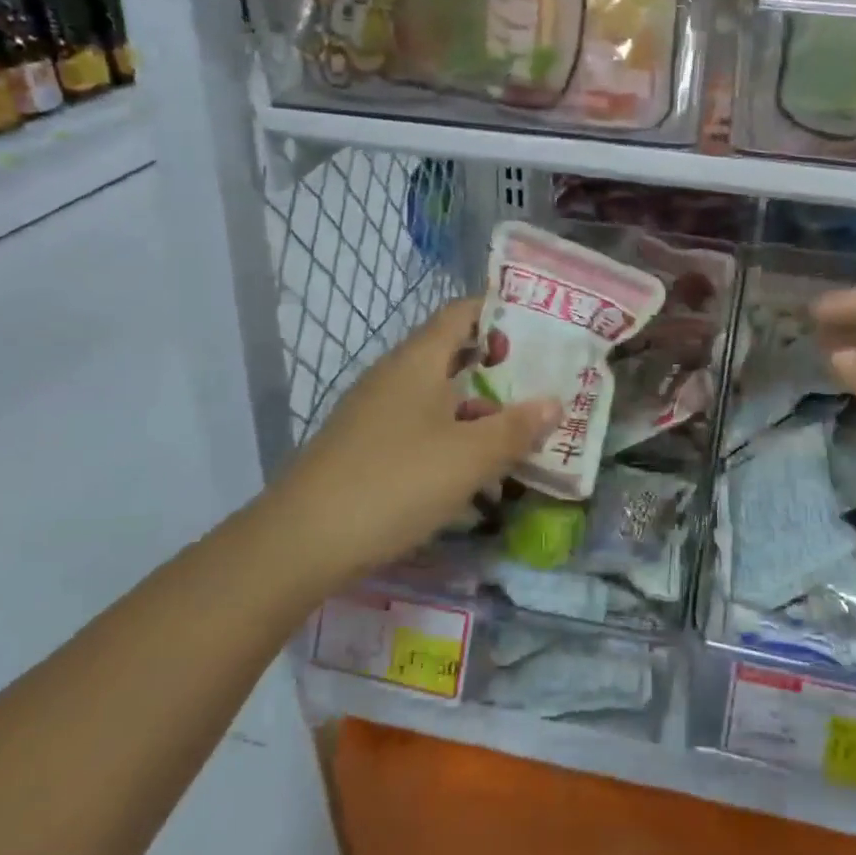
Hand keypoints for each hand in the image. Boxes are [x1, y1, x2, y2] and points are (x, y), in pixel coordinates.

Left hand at [264, 300, 560, 580]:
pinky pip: (419, 427)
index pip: (462, 313)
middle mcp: (394, 375)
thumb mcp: (469, 457)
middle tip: (543, 384)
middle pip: (453, 355)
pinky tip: (473, 471)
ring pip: (438, 396)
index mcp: (418, 360)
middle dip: (499, 369)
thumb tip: (554, 402)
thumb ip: (515, 427)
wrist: (302, 542)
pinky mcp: (365, 446)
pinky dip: (452, 437)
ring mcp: (375, 411)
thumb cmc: (395, 482)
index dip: (500, 312)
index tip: (541, 326)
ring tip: (519, 433)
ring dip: (478, 410)